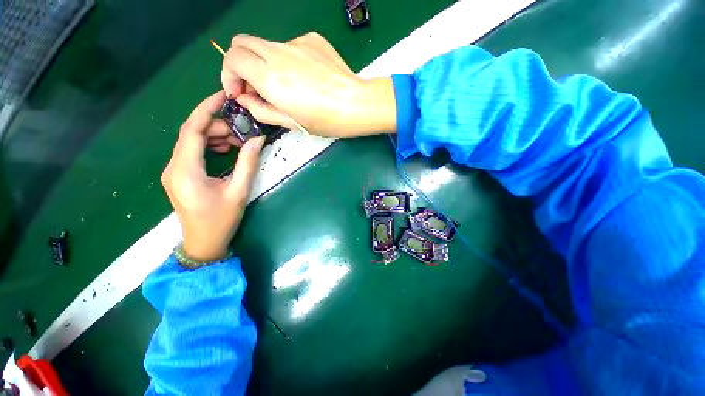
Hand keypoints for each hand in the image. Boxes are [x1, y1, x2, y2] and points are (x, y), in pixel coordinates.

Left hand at [162, 91, 264, 261]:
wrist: (203, 243)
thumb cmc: (221, 220)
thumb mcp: (239, 191)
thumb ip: (248, 163)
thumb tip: (258, 139)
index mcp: (185, 170)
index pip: (191, 129)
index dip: (206, 109)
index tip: (223, 97)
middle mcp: (173, 166)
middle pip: (190, 133)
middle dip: (216, 125)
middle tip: (241, 129)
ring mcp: (174, 171)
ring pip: (190, 142)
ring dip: (213, 136)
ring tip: (237, 140)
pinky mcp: (179, 175)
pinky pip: (191, 152)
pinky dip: (208, 146)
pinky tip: (225, 149)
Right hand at [221, 32, 396, 136]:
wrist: (355, 104)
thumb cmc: (325, 120)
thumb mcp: (291, 123)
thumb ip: (262, 110)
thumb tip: (245, 99)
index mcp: (270, 76)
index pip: (232, 58)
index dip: (229, 75)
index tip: (240, 92)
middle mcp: (278, 53)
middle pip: (242, 42)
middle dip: (240, 64)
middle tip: (254, 86)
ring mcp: (296, 42)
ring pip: (267, 45)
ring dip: (266, 63)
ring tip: (286, 86)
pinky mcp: (312, 39)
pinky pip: (290, 46)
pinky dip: (288, 60)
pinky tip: (306, 77)